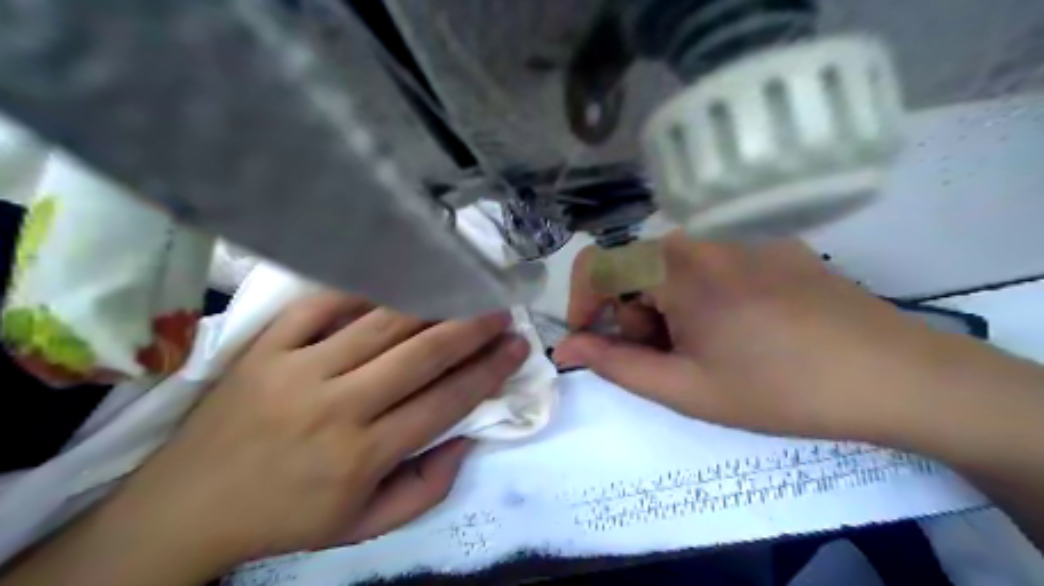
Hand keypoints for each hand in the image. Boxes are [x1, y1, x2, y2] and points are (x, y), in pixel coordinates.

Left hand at [98, 293, 530, 570]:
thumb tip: (467, 437)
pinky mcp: (265, 348)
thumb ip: (426, 488)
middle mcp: (337, 407)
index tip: (517, 347)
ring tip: (461, 288)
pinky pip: (322, 305)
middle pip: (421, 354)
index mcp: (364, 455)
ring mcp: (298, 370)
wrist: (185, 508)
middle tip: (500, 310)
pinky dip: (362, 289)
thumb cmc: (285, 518)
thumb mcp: (363, 526)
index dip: (488, 370)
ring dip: (430, 303)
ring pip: (380, 323)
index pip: (445, 401)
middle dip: (470, 328)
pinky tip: (394, 281)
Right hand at [555, 233, 978, 442]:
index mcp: (676, 265)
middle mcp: (703, 236)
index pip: (597, 263)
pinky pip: (712, 264)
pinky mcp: (772, 245)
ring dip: (670, 308)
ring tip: (709, 349)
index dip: (581, 303)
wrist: (894, 377)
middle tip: (672, 359)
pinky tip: (743, 330)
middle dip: (635, 316)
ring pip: (673, 268)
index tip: (591, 341)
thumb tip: (566, 347)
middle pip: (637, 270)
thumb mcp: (685, 387)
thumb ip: (615, 364)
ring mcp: (742, 236)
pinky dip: (704, 296)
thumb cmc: (777, 388)